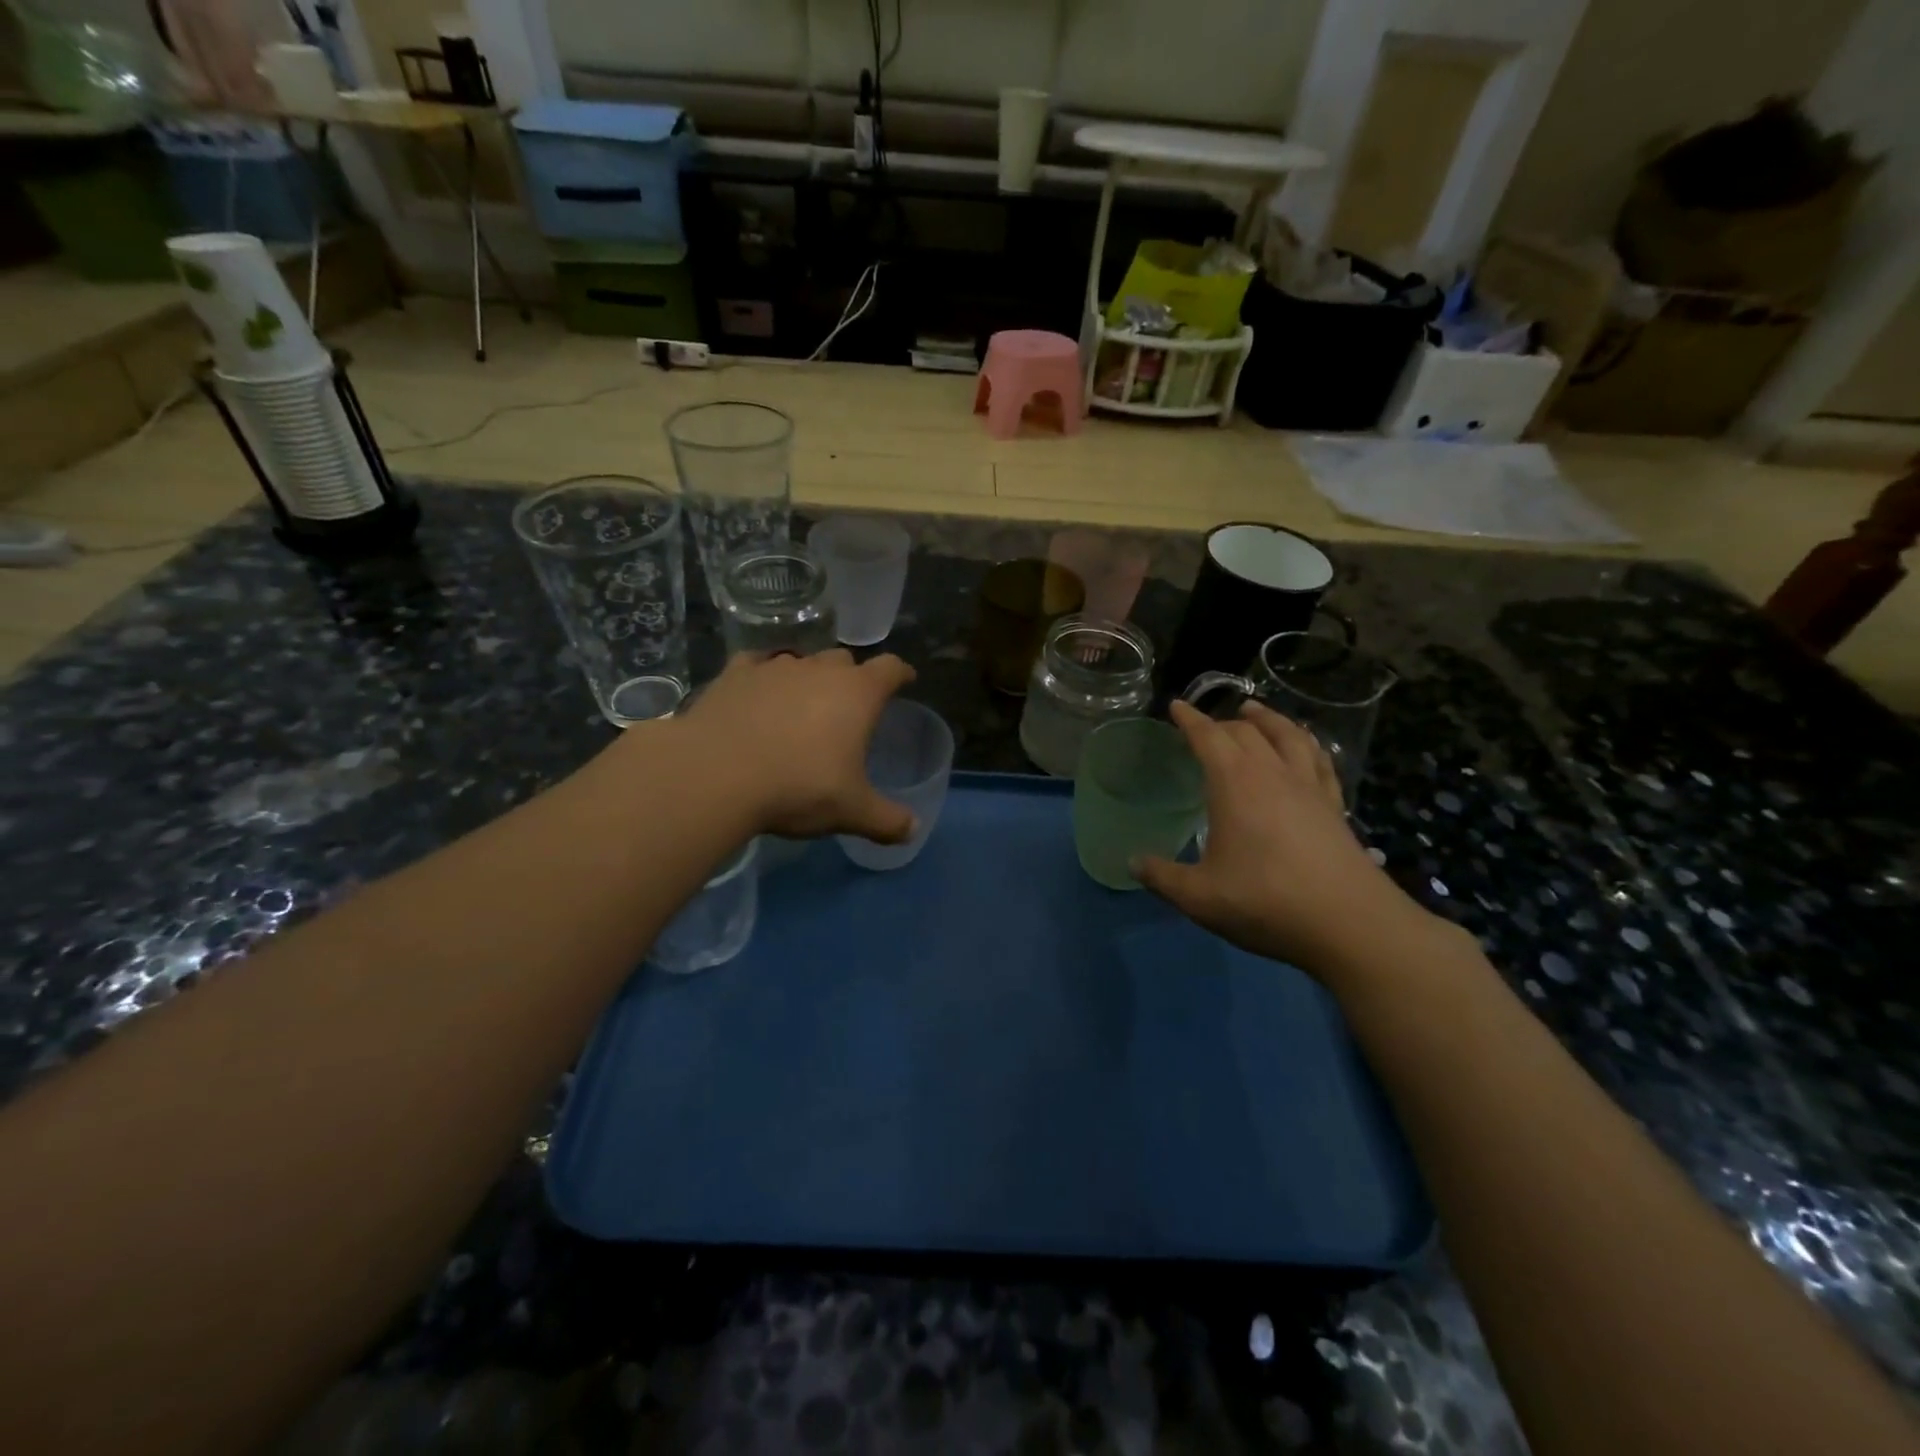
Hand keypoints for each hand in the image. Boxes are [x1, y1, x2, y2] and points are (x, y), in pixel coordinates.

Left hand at [673, 650, 918, 843]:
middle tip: (849, 705)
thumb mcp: (851, 811)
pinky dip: (763, 678)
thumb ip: (886, 820)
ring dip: (807, 678)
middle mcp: (819, 669)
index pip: (890, 669)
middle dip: (851, 677)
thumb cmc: (798, 787)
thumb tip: (913, 831)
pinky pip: (757, 666)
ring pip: (801, 661)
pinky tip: (757, 695)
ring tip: (802, 704)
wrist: (715, 774)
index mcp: (857, 694)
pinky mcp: (735, 674)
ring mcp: (774, 667)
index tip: (905, 680)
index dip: (901, 674)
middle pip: (844, 660)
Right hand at [1133, 700, 1435, 979]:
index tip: (1176, 706)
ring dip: (1268, 719)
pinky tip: (1305, 748)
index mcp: (1235, 784)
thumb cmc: (1265, 902)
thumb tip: (1132, 863)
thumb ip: (1162, 877)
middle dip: (1223, 721)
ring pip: (1289, 736)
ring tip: (1255, 712)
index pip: (1209, 737)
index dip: (1190, 719)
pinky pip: (1320, 761)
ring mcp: (1309, 787)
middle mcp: (1273, 773)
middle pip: (1247, 731)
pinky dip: (1307, 744)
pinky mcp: (1335, 806)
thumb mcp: (1199, 897)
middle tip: (1207, 726)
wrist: (1349, 924)